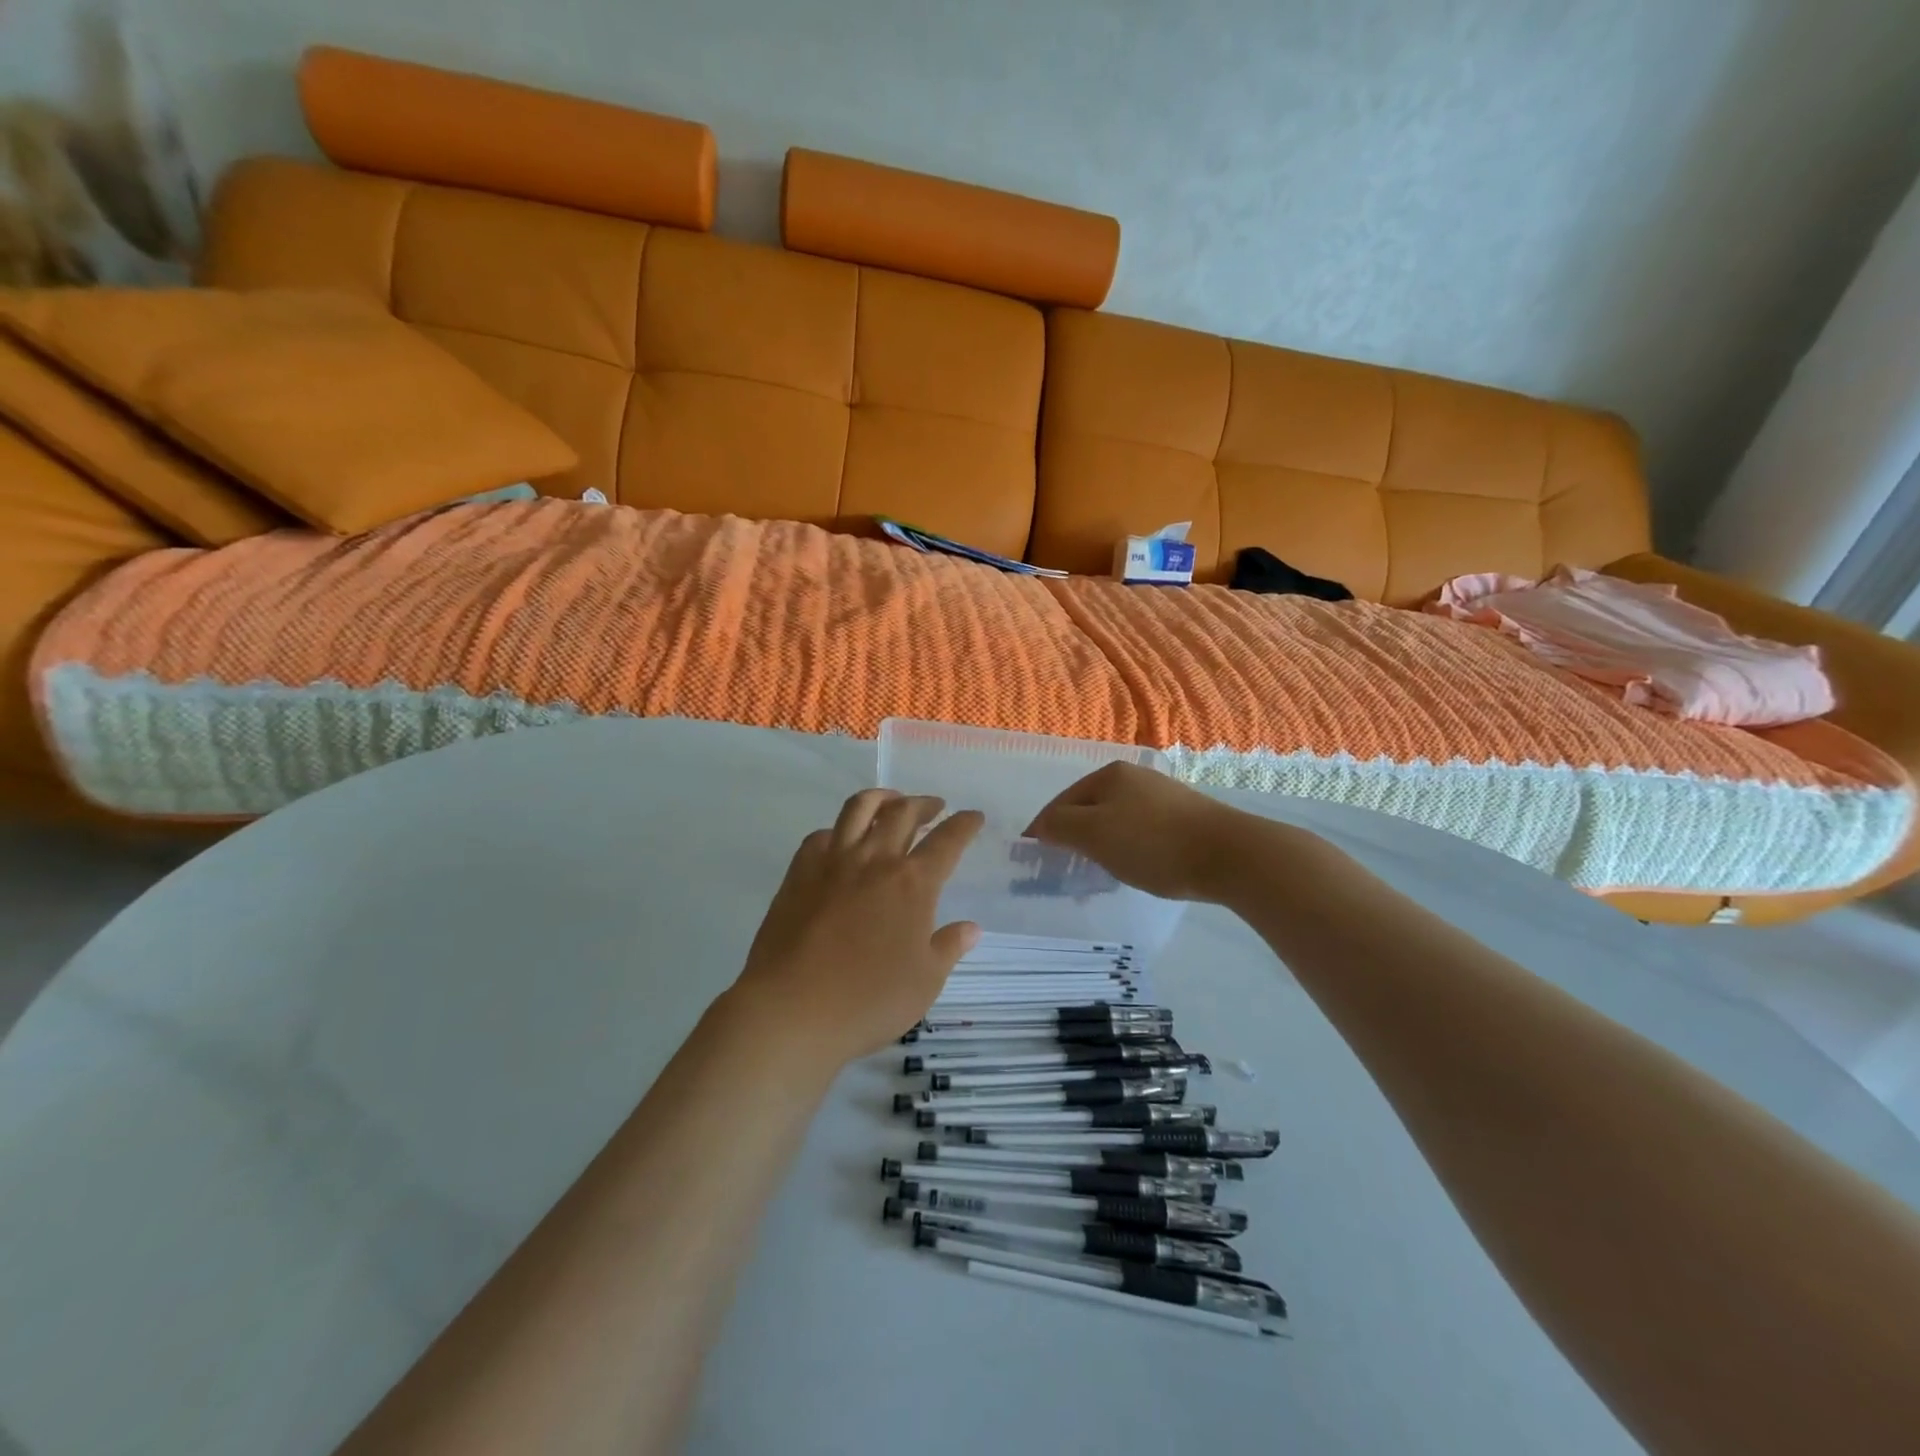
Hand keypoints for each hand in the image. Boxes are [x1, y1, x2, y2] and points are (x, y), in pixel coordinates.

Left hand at [733, 790, 983, 1063]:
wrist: (793, 1008)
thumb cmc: (868, 1000)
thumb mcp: (925, 982)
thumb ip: (948, 947)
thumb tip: (971, 928)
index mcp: (913, 883)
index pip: (947, 841)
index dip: (964, 824)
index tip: (973, 816)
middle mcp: (875, 861)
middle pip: (903, 813)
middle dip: (925, 804)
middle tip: (935, 807)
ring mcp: (833, 862)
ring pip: (859, 809)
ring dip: (882, 798)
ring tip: (891, 801)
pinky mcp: (799, 872)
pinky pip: (821, 835)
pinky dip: (838, 830)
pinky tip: (842, 840)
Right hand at [1026, 762, 1259, 902]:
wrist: (1230, 854)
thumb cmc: (1152, 842)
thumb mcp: (1094, 834)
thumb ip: (1060, 826)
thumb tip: (1042, 826)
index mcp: (1109, 774)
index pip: (1062, 801)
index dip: (1045, 828)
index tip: (1035, 857)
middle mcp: (1136, 777)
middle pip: (1090, 808)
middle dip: (1075, 836)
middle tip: (1066, 867)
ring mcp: (1163, 796)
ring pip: (1117, 820)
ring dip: (1103, 844)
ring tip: (1100, 872)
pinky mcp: (1185, 818)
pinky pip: (1142, 831)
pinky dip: (1129, 848)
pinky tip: (1137, 866)